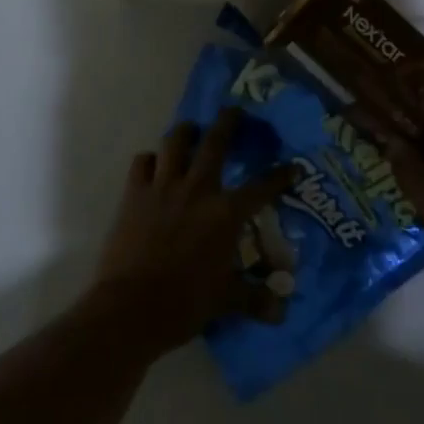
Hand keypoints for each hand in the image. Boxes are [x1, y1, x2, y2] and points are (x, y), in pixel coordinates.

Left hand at [93, 108, 296, 354]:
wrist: (130, 308)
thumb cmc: (185, 303)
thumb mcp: (226, 302)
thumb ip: (254, 300)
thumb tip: (282, 312)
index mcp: (226, 212)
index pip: (262, 186)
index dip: (280, 175)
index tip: (292, 166)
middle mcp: (198, 188)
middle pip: (216, 142)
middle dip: (228, 121)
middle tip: (234, 111)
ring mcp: (163, 187)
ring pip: (176, 142)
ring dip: (186, 132)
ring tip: (191, 130)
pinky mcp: (134, 193)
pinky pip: (142, 162)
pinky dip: (149, 160)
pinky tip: (153, 164)